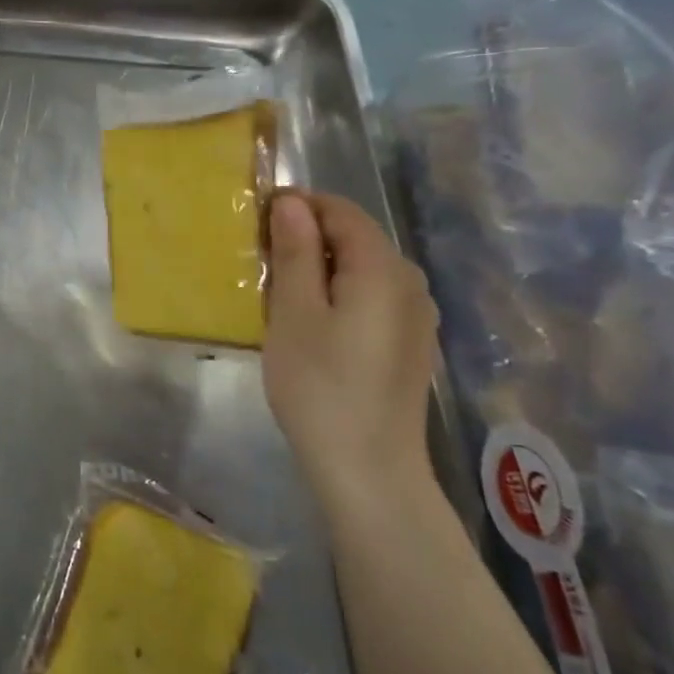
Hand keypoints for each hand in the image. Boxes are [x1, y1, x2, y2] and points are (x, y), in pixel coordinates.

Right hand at [262, 192, 438, 499]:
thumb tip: (291, 202)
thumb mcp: (294, 314)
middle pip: (356, 237)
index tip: (257, 220)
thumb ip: (295, 252)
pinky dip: (341, 293)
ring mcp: (417, 316)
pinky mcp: (411, 344)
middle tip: (261, 259)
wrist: (369, 470)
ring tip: (281, 291)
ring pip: (364, 269)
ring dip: (322, 266)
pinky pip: (374, 297)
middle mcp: (410, 282)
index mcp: (382, 269)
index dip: (299, 205)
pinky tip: (315, 323)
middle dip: (308, 236)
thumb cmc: (320, 386)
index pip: (341, 211)